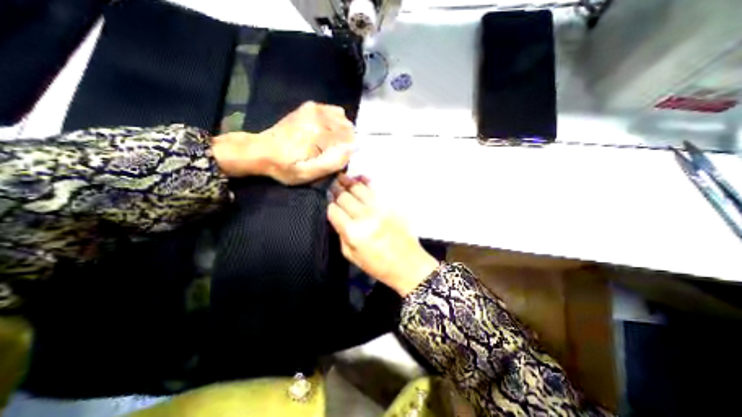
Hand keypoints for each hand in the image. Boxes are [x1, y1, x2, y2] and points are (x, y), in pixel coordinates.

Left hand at [213, 100, 353, 184]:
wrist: (261, 150)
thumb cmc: (285, 166)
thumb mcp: (307, 173)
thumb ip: (331, 163)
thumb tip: (351, 150)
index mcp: (319, 133)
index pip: (349, 138)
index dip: (350, 149)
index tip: (345, 158)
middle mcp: (318, 117)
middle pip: (347, 126)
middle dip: (347, 140)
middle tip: (338, 152)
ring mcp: (312, 110)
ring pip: (341, 117)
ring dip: (342, 130)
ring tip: (334, 143)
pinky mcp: (308, 108)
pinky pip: (331, 110)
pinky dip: (335, 119)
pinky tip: (329, 130)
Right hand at [326, 173, 438, 295]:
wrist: (408, 264)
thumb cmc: (378, 265)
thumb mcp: (352, 256)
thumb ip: (341, 235)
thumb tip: (336, 216)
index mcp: (354, 233)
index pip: (334, 211)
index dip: (330, 205)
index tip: (329, 203)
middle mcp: (366, 217)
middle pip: (345, 197)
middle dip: (336, 190)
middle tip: (333, 185)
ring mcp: (380, 208)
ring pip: (359, 189)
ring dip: (349, 182)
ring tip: (343, 177)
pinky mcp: (392, 205)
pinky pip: (376, 189)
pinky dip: (366, 182)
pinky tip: (361, 178)